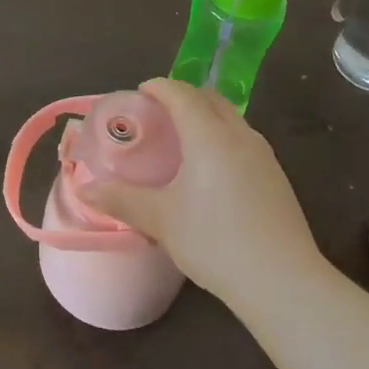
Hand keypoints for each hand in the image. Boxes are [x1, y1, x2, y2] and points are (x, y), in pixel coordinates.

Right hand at [76, 78, 319, 305]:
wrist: (283, 281)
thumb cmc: (215, 241)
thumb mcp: (160, 220)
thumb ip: (122, 199)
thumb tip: (86, 190)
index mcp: (208, 134)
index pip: (181, 93)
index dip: (158, 87)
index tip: (138, 94)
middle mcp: (239, 134)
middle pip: (209, 98)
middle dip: (182, 97)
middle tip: (157, 116)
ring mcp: (263, 155)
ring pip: (230, 118)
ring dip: (205, 117)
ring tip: (182, 142)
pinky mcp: (277, 177)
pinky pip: (243, 140)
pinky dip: (222, 139)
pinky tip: (211, 173)